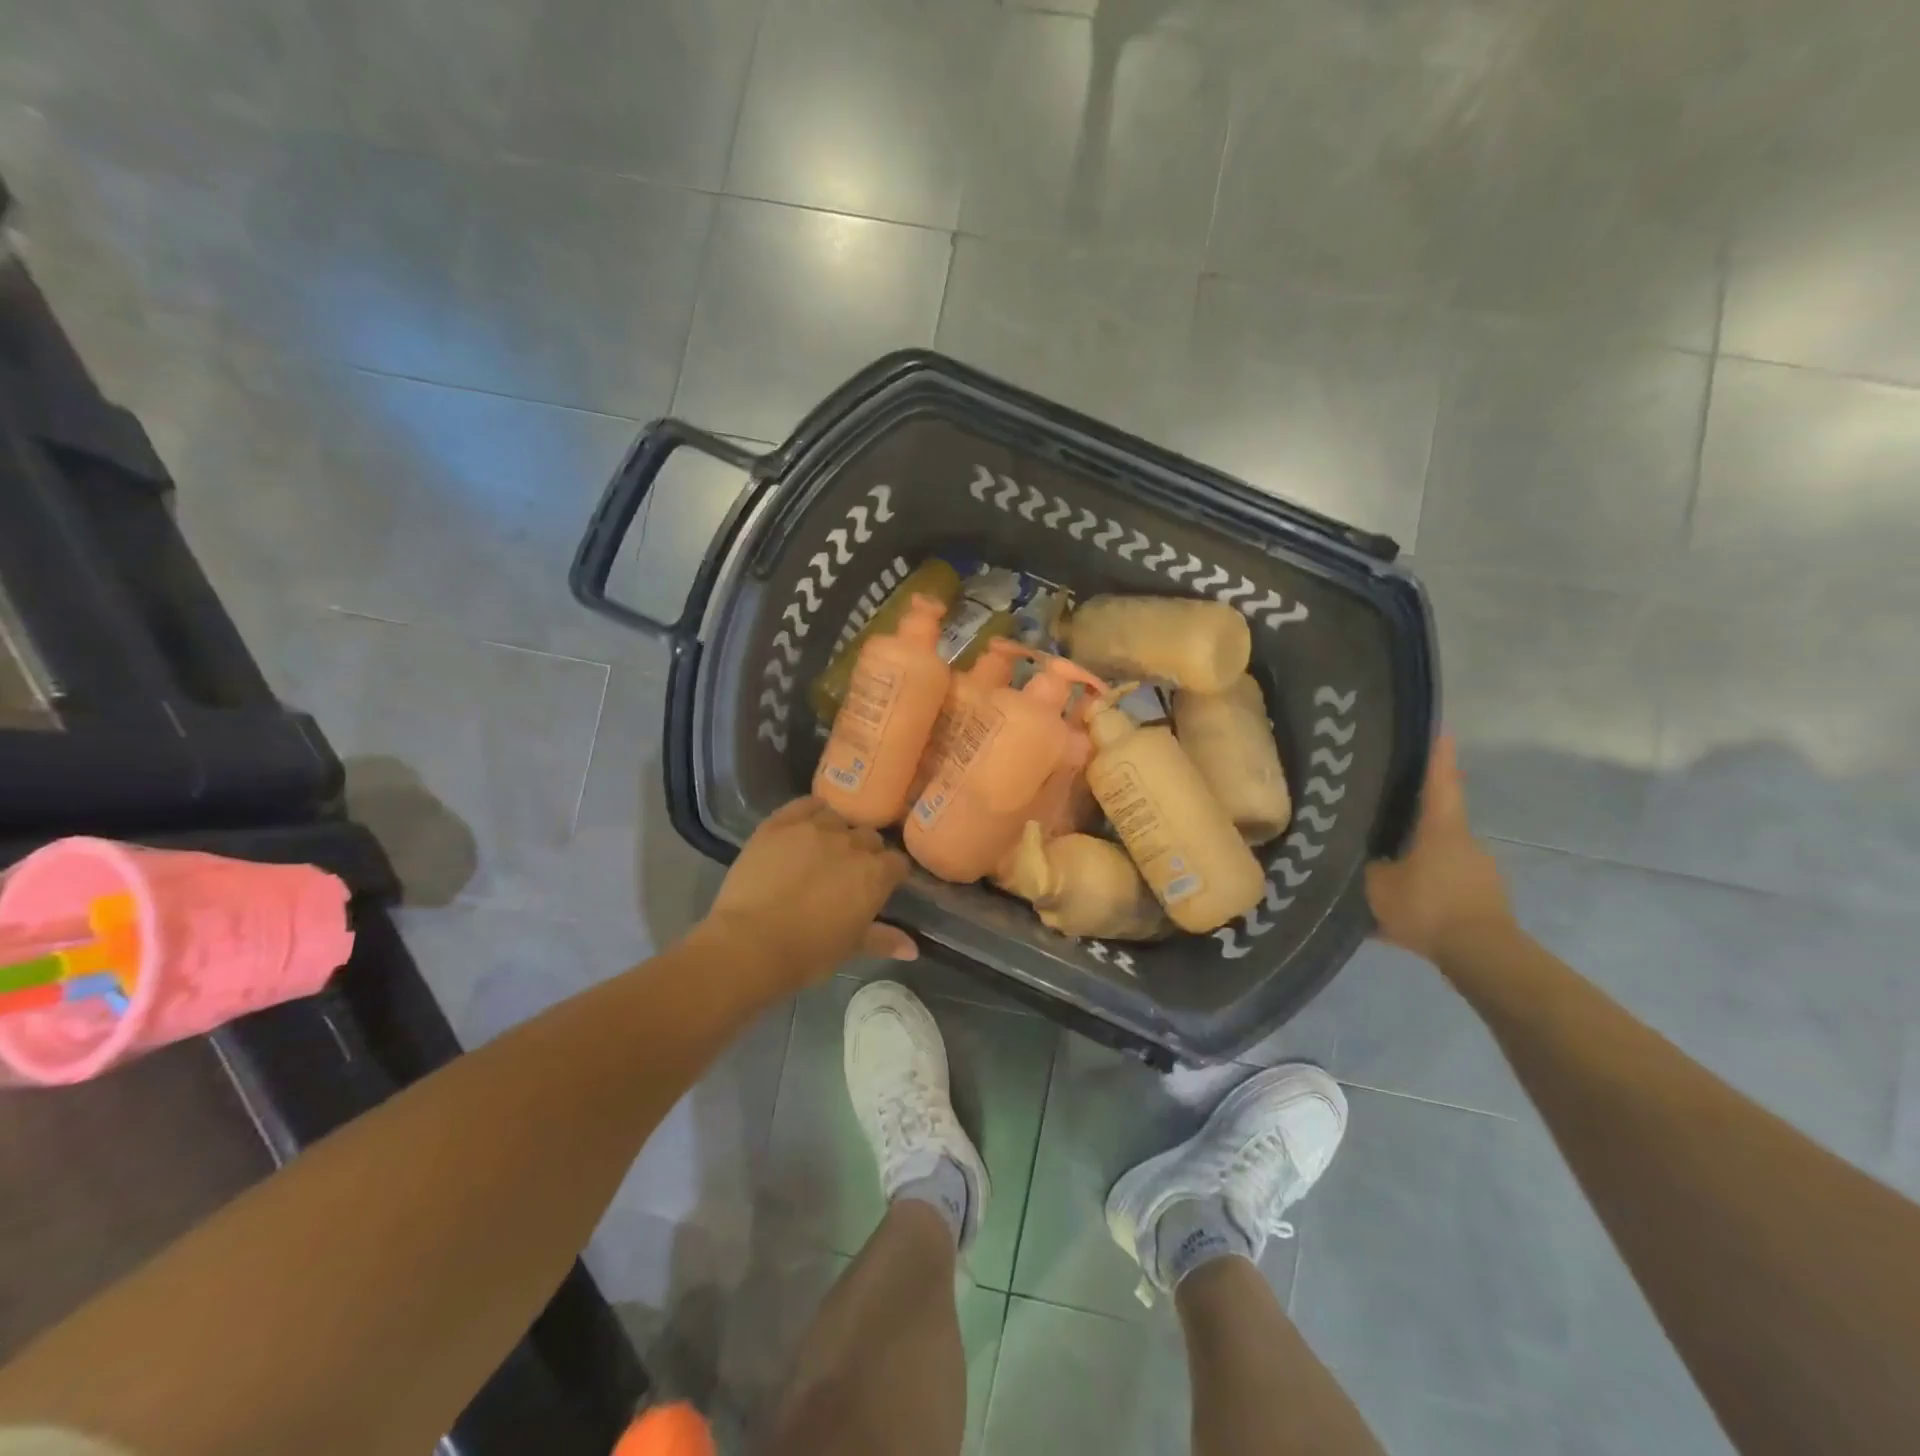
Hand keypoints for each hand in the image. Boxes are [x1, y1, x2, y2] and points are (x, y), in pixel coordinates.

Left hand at [701, 797, 916, 988]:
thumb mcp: (851, 948)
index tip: (879, 886)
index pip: (897, 862)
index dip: (889, 874)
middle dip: (864, 852)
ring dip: (837, 832)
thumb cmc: (808, 953)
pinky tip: (806, 824)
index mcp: (876, 873)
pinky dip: (811, 811)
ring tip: (822, 851)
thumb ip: (885, 940)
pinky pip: (805, 804)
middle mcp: (852, 842)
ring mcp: (816, 827)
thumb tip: (914, 949)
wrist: (751, 944)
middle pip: (869, 837)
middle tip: (846, 873)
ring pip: (838, 818)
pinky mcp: (781, 822)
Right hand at [1365, 735, 1512, 962]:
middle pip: (1437, 824)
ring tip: (1387, 878)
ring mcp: (1481, 873)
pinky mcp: (1485, 900)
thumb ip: (1370, 867)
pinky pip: (1447, 889)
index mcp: (1441, 829)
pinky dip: (1427, 894)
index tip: (1442, 730)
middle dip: (1413, 825)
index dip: (1438, 756)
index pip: (1440, 782)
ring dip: (1418, 865)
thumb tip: (1366, 858)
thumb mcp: (1378, 885)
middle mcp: (1465, 843)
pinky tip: (1404, 912)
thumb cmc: (1427, 907)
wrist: (1482, 956)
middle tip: (1385, 824)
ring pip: (1440, 860)